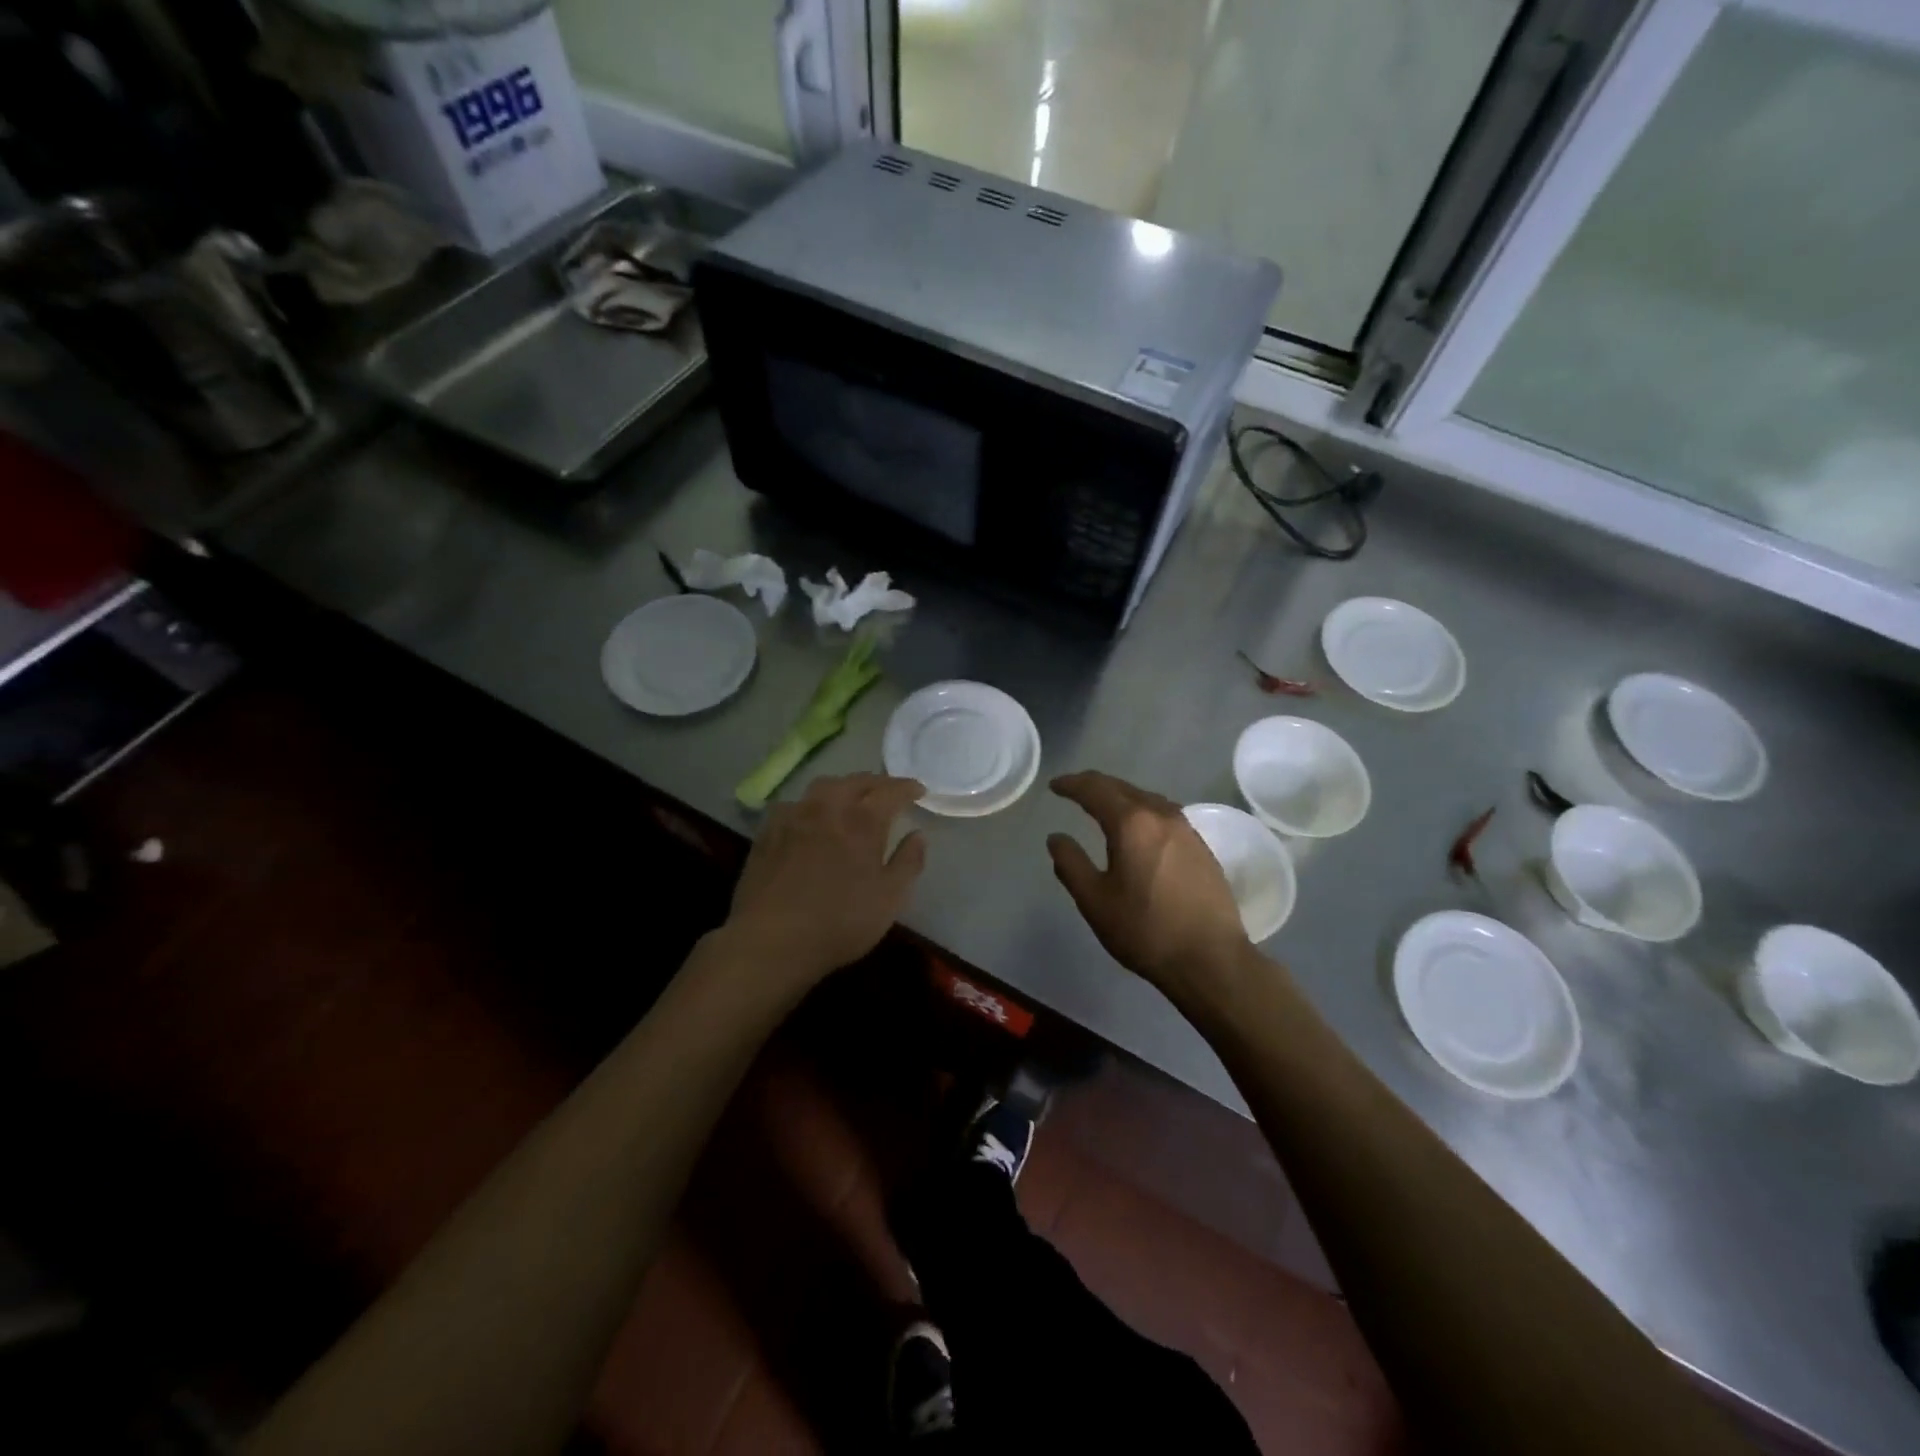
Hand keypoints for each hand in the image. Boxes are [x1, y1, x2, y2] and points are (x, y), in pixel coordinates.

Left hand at [721, 773, 927, 992]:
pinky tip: (810, 819)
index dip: (907, 788)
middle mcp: (828, 807)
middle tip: (888, 791)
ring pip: (823, 787)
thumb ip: (908, 862)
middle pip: (855, 781)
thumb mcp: (889, 899)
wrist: (770, 940)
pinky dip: (811, 805)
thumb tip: (917, 835)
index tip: (919, 790)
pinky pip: (795, 805)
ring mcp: (793, 816)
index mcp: (862, 821)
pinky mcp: (767, 832)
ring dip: (843, 787)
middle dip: (876, 783)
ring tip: (850, 798)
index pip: (890, 791)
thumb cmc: (840, 922)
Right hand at [1047, 771, 1249, 996]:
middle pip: (1122, 787)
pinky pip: (1163, 814)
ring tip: (1103, 806)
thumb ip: (1070, 864)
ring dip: (1120, 796)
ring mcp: (1186, 828)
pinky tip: (1138, 828)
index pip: (1094, 789)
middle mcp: (1161, 815)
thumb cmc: (1145, 931)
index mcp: (1131, 823)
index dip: (1071, 784)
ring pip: (1146, 798)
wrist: (1211, 959)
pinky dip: (1142, 811)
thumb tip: (1056, 838)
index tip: (1054, 786)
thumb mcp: (1094, 901)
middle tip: (1073, 790)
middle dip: (1094, 785)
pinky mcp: (1201, 846)